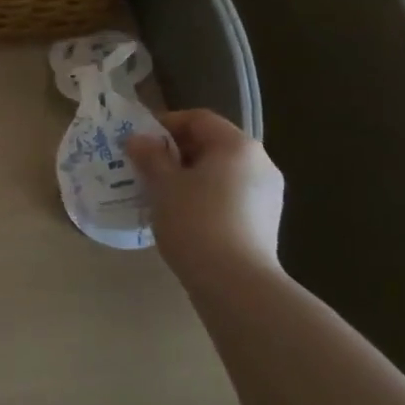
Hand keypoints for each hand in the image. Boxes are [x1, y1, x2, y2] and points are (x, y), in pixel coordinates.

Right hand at [125, 109, 284, 278]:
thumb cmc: (196, 222)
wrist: (236, 285)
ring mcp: (267, 194)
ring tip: (160, 195)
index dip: (165, 125)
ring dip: (188, 177)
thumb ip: (150, 156)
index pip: (198, 119)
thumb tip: (137, 139)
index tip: (139, 143)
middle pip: (211, 145)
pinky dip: (204, 197)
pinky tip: (182, 217)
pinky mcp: (265, 221)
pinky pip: (229, 196)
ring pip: (219, 173)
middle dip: (175, 153)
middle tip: (144, 169)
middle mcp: (259, 163)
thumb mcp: (164, 185)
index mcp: (237, 146)